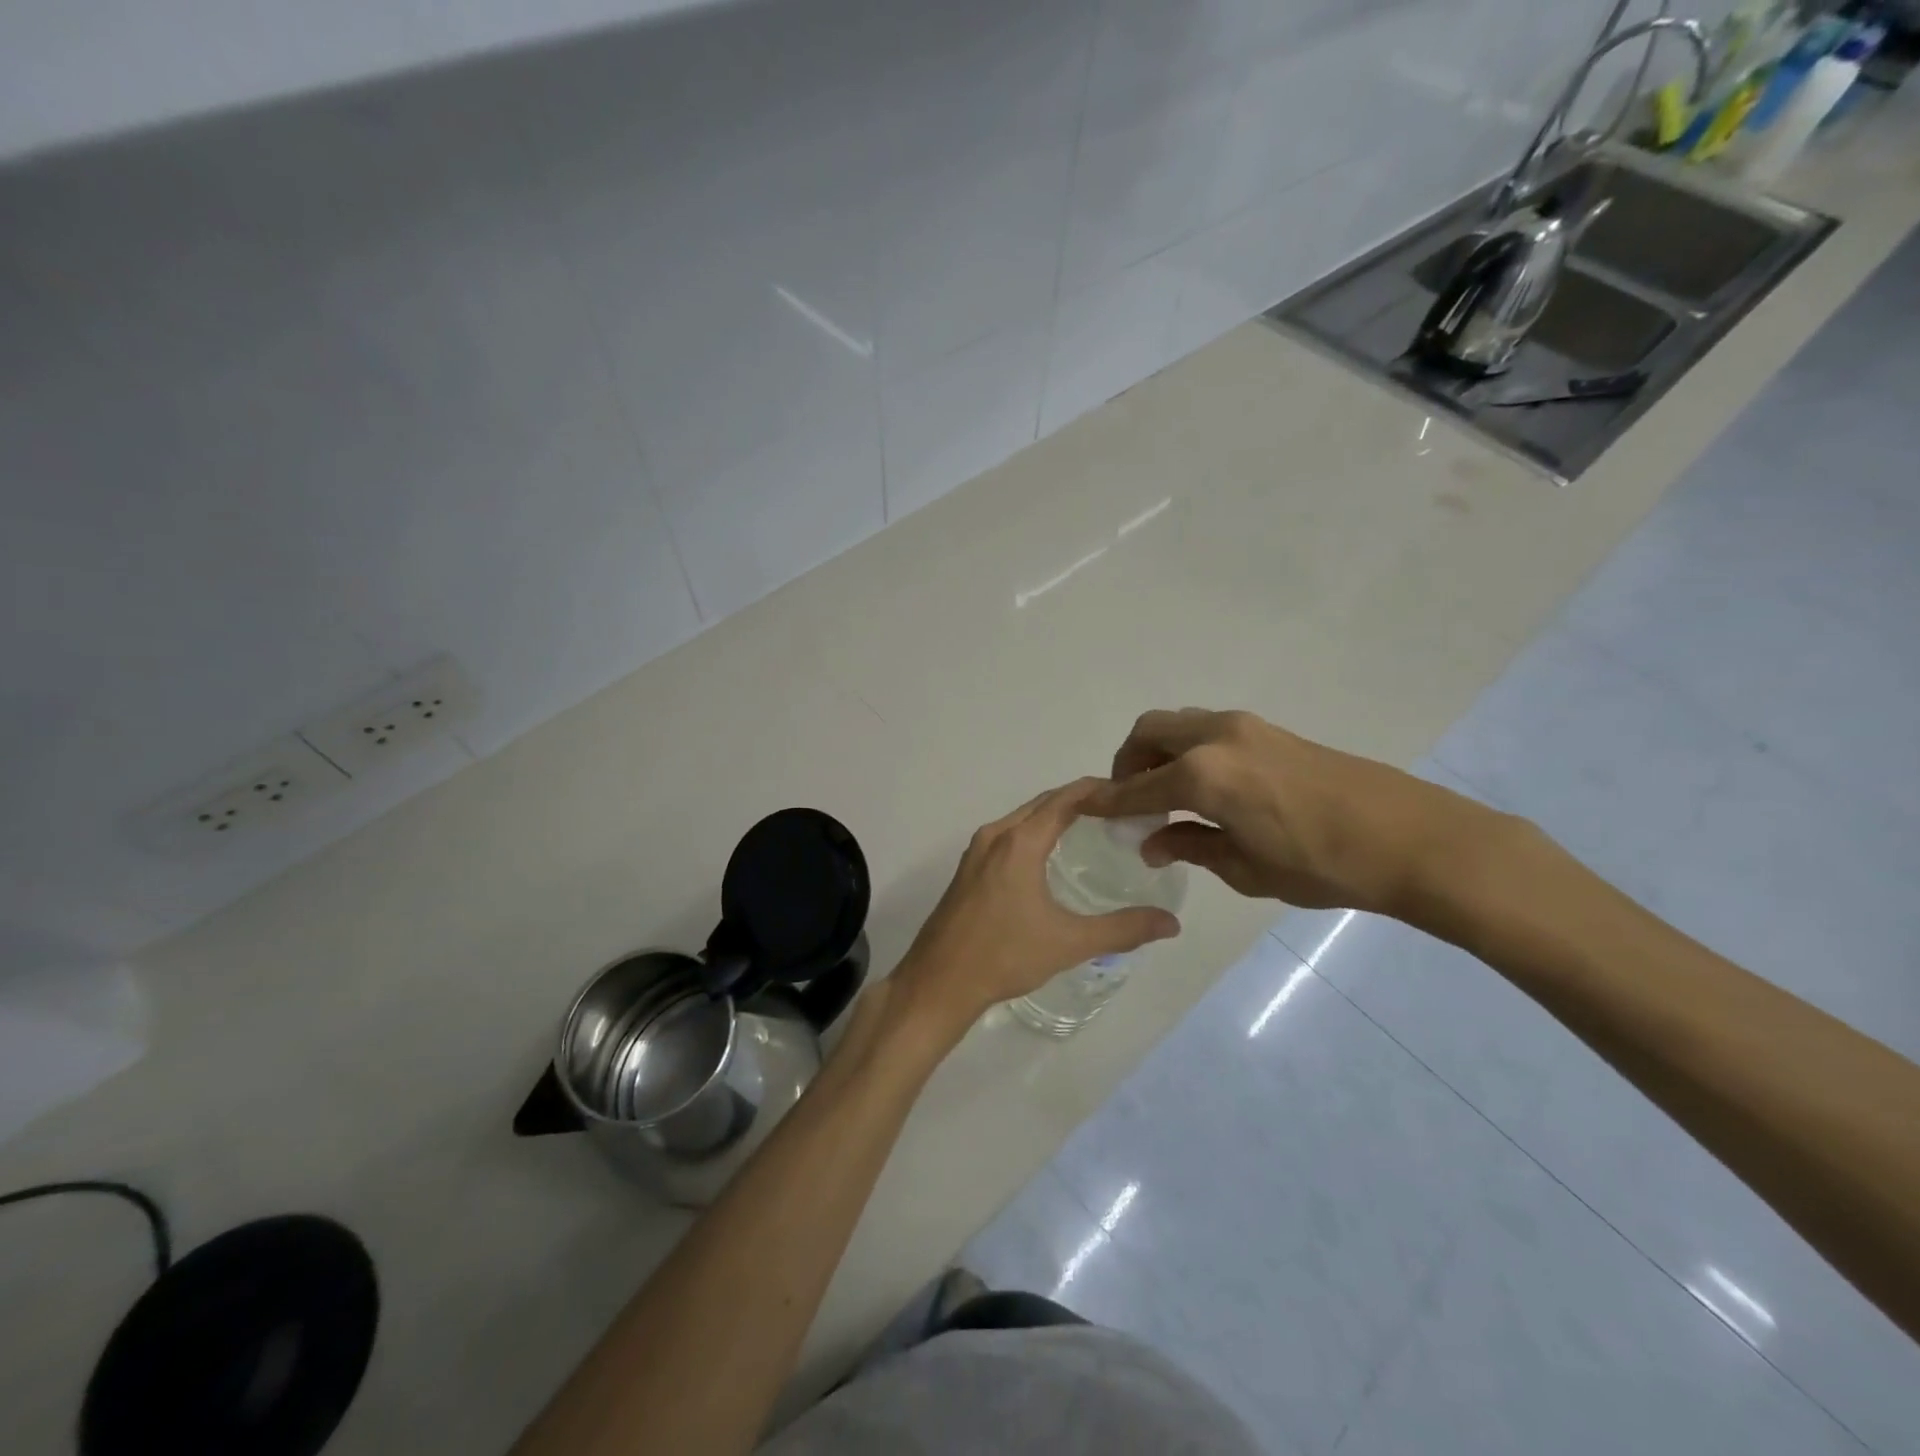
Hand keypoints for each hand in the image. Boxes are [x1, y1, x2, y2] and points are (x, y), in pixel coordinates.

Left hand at [891, 778, 1181, 1038]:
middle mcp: (995, 835)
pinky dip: (1034, 831)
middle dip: (1079, 799)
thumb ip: (1123, 930)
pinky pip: (1008, 835)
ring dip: (1054, 815)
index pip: (1064, 798)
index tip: (1130, 792)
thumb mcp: (1069, 943)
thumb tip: (1172, 924)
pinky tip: (1051, 856)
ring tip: (1092, 828)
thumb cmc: (1004, 956)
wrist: (939, 982)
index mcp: (1019, 841)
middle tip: (1119, 810)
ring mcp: (976, 851)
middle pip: (1043, 803)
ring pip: (1022, 818)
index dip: (1097, 789)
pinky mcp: (968, 869)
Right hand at [1086, 709, 1503, 915]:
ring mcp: (1245, 727)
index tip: (1083, 808)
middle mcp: (1215, 737)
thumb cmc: (1320, 865)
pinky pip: (1207, 729)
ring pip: (1179, 724)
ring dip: (1159, 751)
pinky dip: (1188, 749)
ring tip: (1166, 794)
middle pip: (1149, 732)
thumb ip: (1189, 846)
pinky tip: (1205, 786)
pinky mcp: (1270, 730)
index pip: (1136, 787)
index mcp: (1201, 775)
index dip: (1106, 801)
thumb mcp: (1244, 867)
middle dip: (1128, 763)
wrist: (1409, 839)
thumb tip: (1151, 842)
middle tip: (1130, 801)